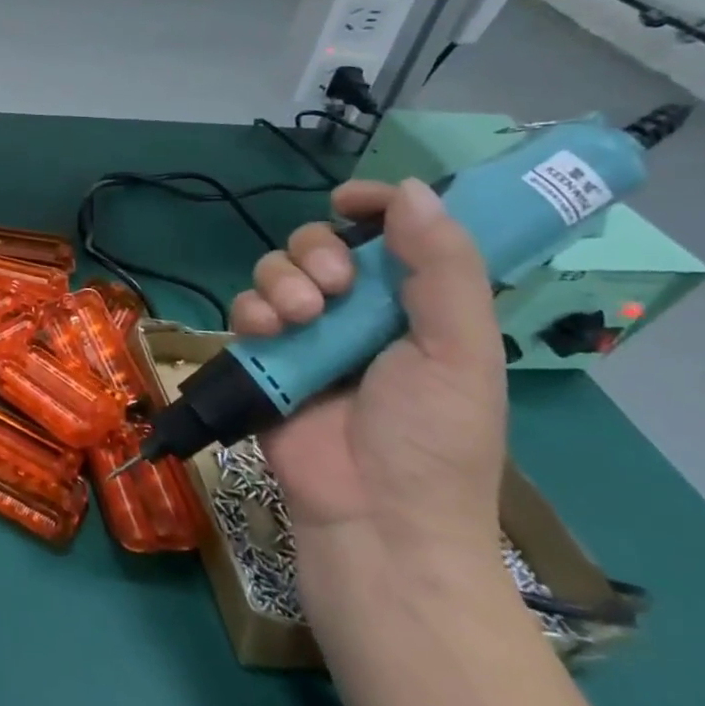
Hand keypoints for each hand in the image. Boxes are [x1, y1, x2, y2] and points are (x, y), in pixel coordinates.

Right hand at [228, 178, 507, 559]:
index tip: (352, 199)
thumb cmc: (433, 437)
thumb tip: (411, 190)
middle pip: (320, 242)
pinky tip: (269, 333)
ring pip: (276, 269)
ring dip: (283, 281)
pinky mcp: (263, 356)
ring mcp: (306, 334)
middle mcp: (358, 311)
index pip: (393, 233)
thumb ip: (443, 268)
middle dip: (318, 250)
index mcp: (416, 305)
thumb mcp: (460, 350)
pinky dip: (252, 311)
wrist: (374, 515)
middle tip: (333, 286)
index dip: (374, 205)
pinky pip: (244, 308)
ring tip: (301, 319)